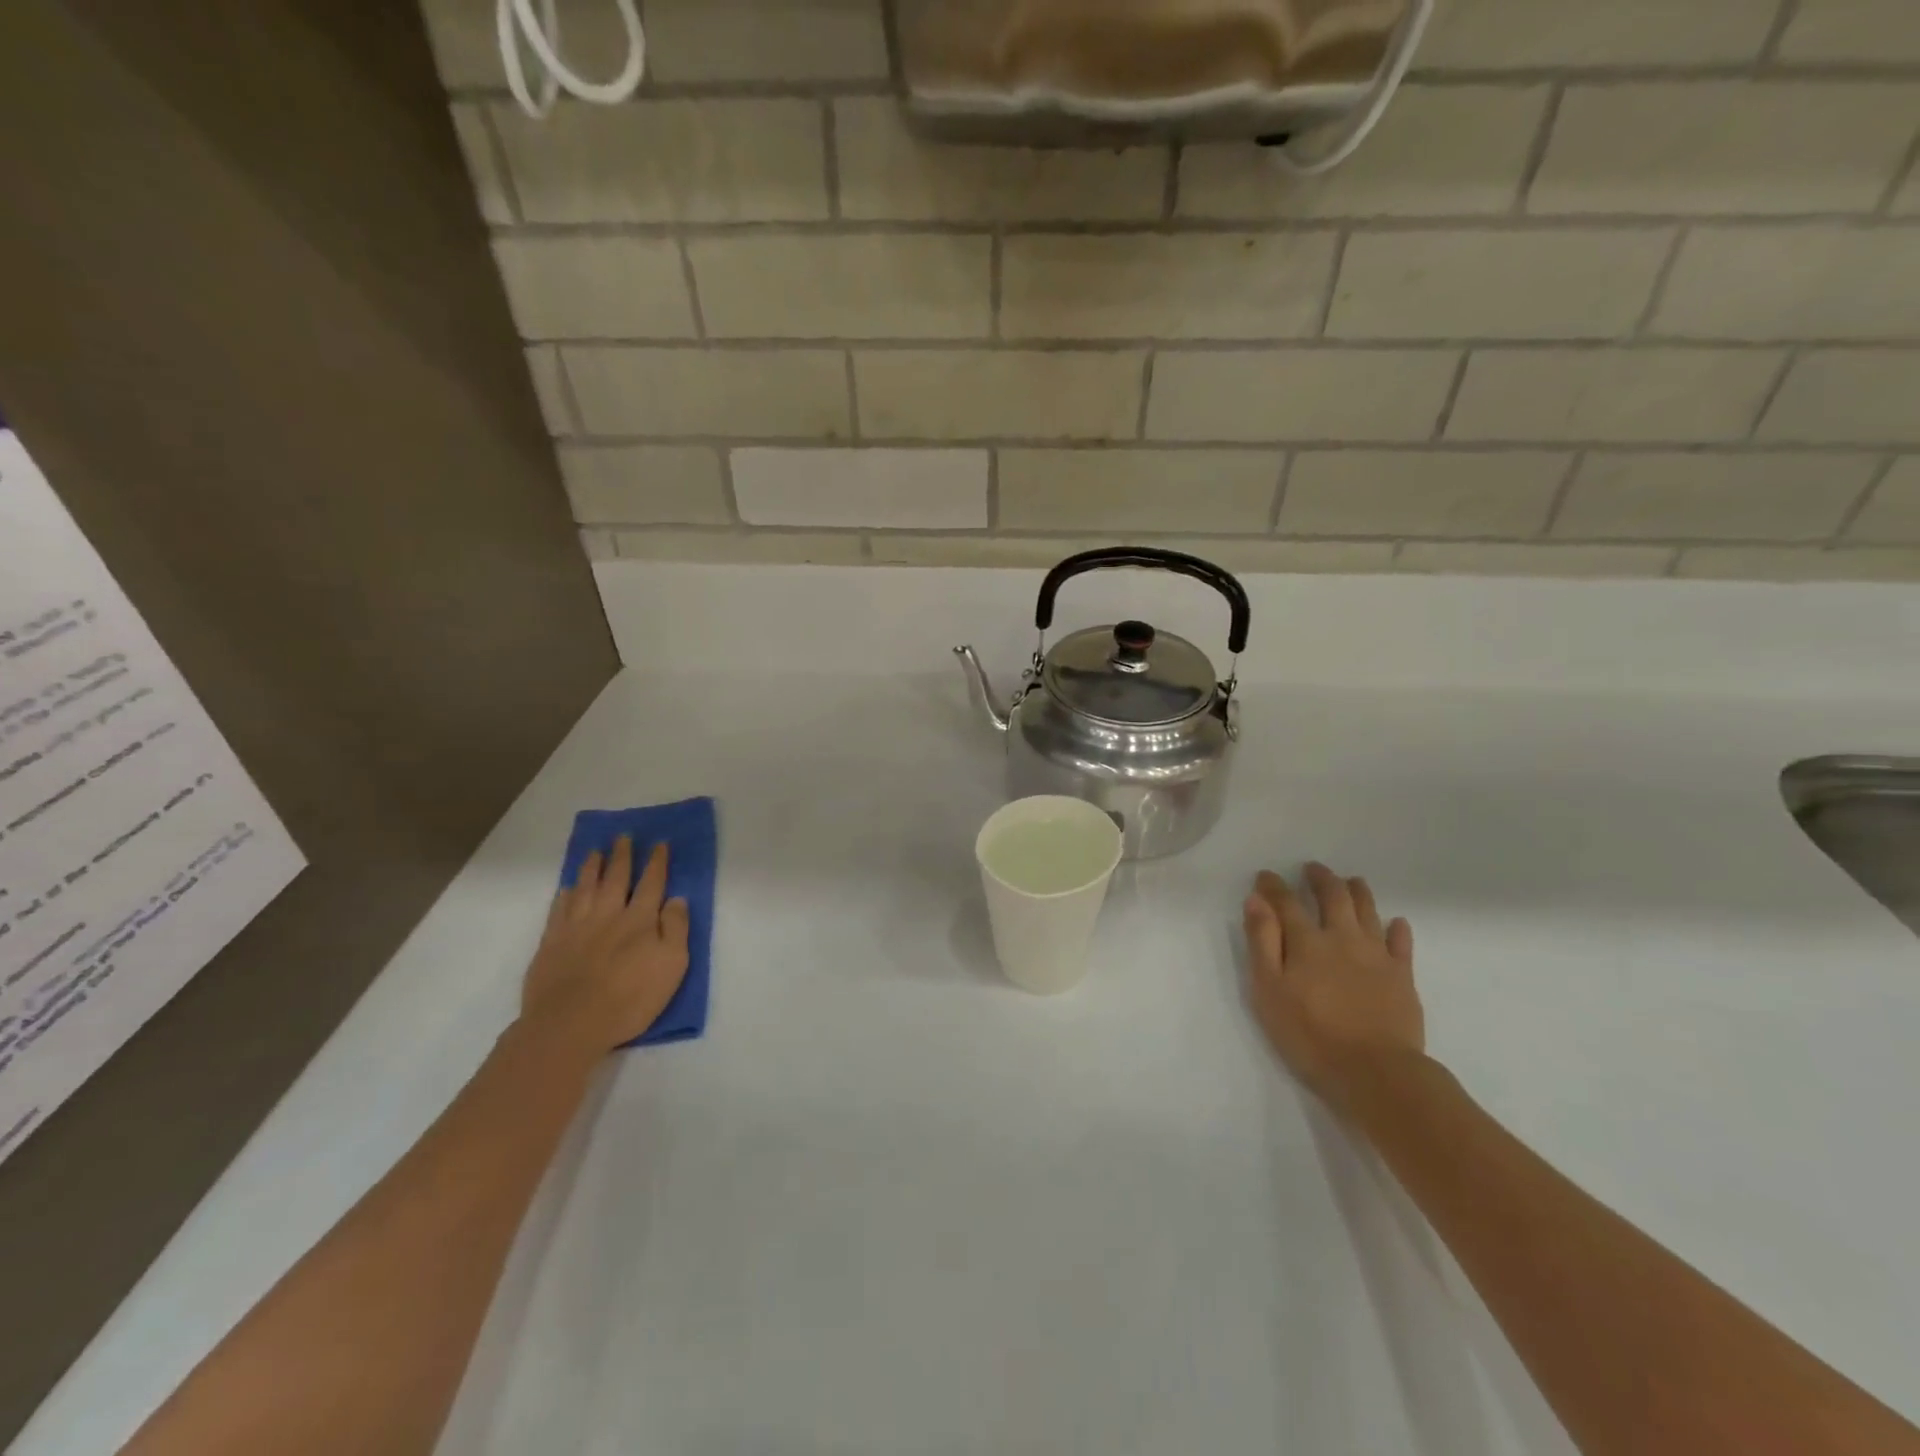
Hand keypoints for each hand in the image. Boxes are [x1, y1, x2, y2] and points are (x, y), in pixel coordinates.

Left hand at [520, 837, 690, 1061]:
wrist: (570, 1024)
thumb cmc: (630, 999)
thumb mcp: (672, 966)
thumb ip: (676, 929)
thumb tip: (677, 899)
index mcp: (640, 920)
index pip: (652, 883)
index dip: (657, 862)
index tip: (659, 844)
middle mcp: (608, 915)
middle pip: (616, 878)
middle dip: (622, 856)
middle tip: (623, 836)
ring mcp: (576, 927)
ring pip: (585, 888)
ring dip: (592, 867)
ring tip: (595, 851)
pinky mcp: (551, 943)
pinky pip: (559, 910)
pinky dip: (565, 895)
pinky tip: (567, 887)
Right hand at [1243, 862, 1423, 1109]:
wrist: (1376, 1072)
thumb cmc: (1310, 1034)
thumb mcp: (1269, 990)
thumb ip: (1262, 942)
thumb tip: (1256, 900)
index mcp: (1307, 942)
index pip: (1287, 903)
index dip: (1274, 886)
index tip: (1265, 876)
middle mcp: (1343, 938)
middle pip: (1334, 897)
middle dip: (1321, 879)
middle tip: (1313, 869)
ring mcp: (1377, 956)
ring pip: (1368, 912)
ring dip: (1358, 892)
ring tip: (1352, 881)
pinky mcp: (1403, 977)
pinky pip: (1401, 944)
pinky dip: (1398, 929)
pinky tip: (1396, 923)